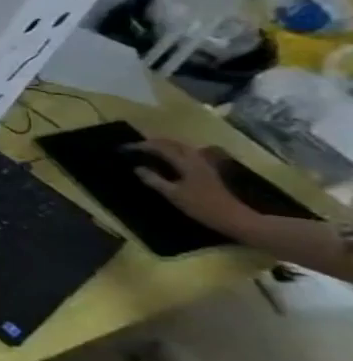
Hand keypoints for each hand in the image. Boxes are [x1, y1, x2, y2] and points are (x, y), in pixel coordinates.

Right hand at [130, 137, 256, 236]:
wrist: (235, 218)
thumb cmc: (202, 206)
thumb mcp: (173, 194)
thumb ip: (154, 180)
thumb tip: (138, 168)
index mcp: (186, 163)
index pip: (161, 147)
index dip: (141, 146)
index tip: (124, 149)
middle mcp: (196, 159)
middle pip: (173, 143)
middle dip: (153, 142)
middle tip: (135, 147)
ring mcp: (204, 165)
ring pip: (181, 148)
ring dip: (164, 146)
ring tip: (149, 151)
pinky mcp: (208, 171)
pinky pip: (187, 155)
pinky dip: (174, 153)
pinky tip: (168, 160)